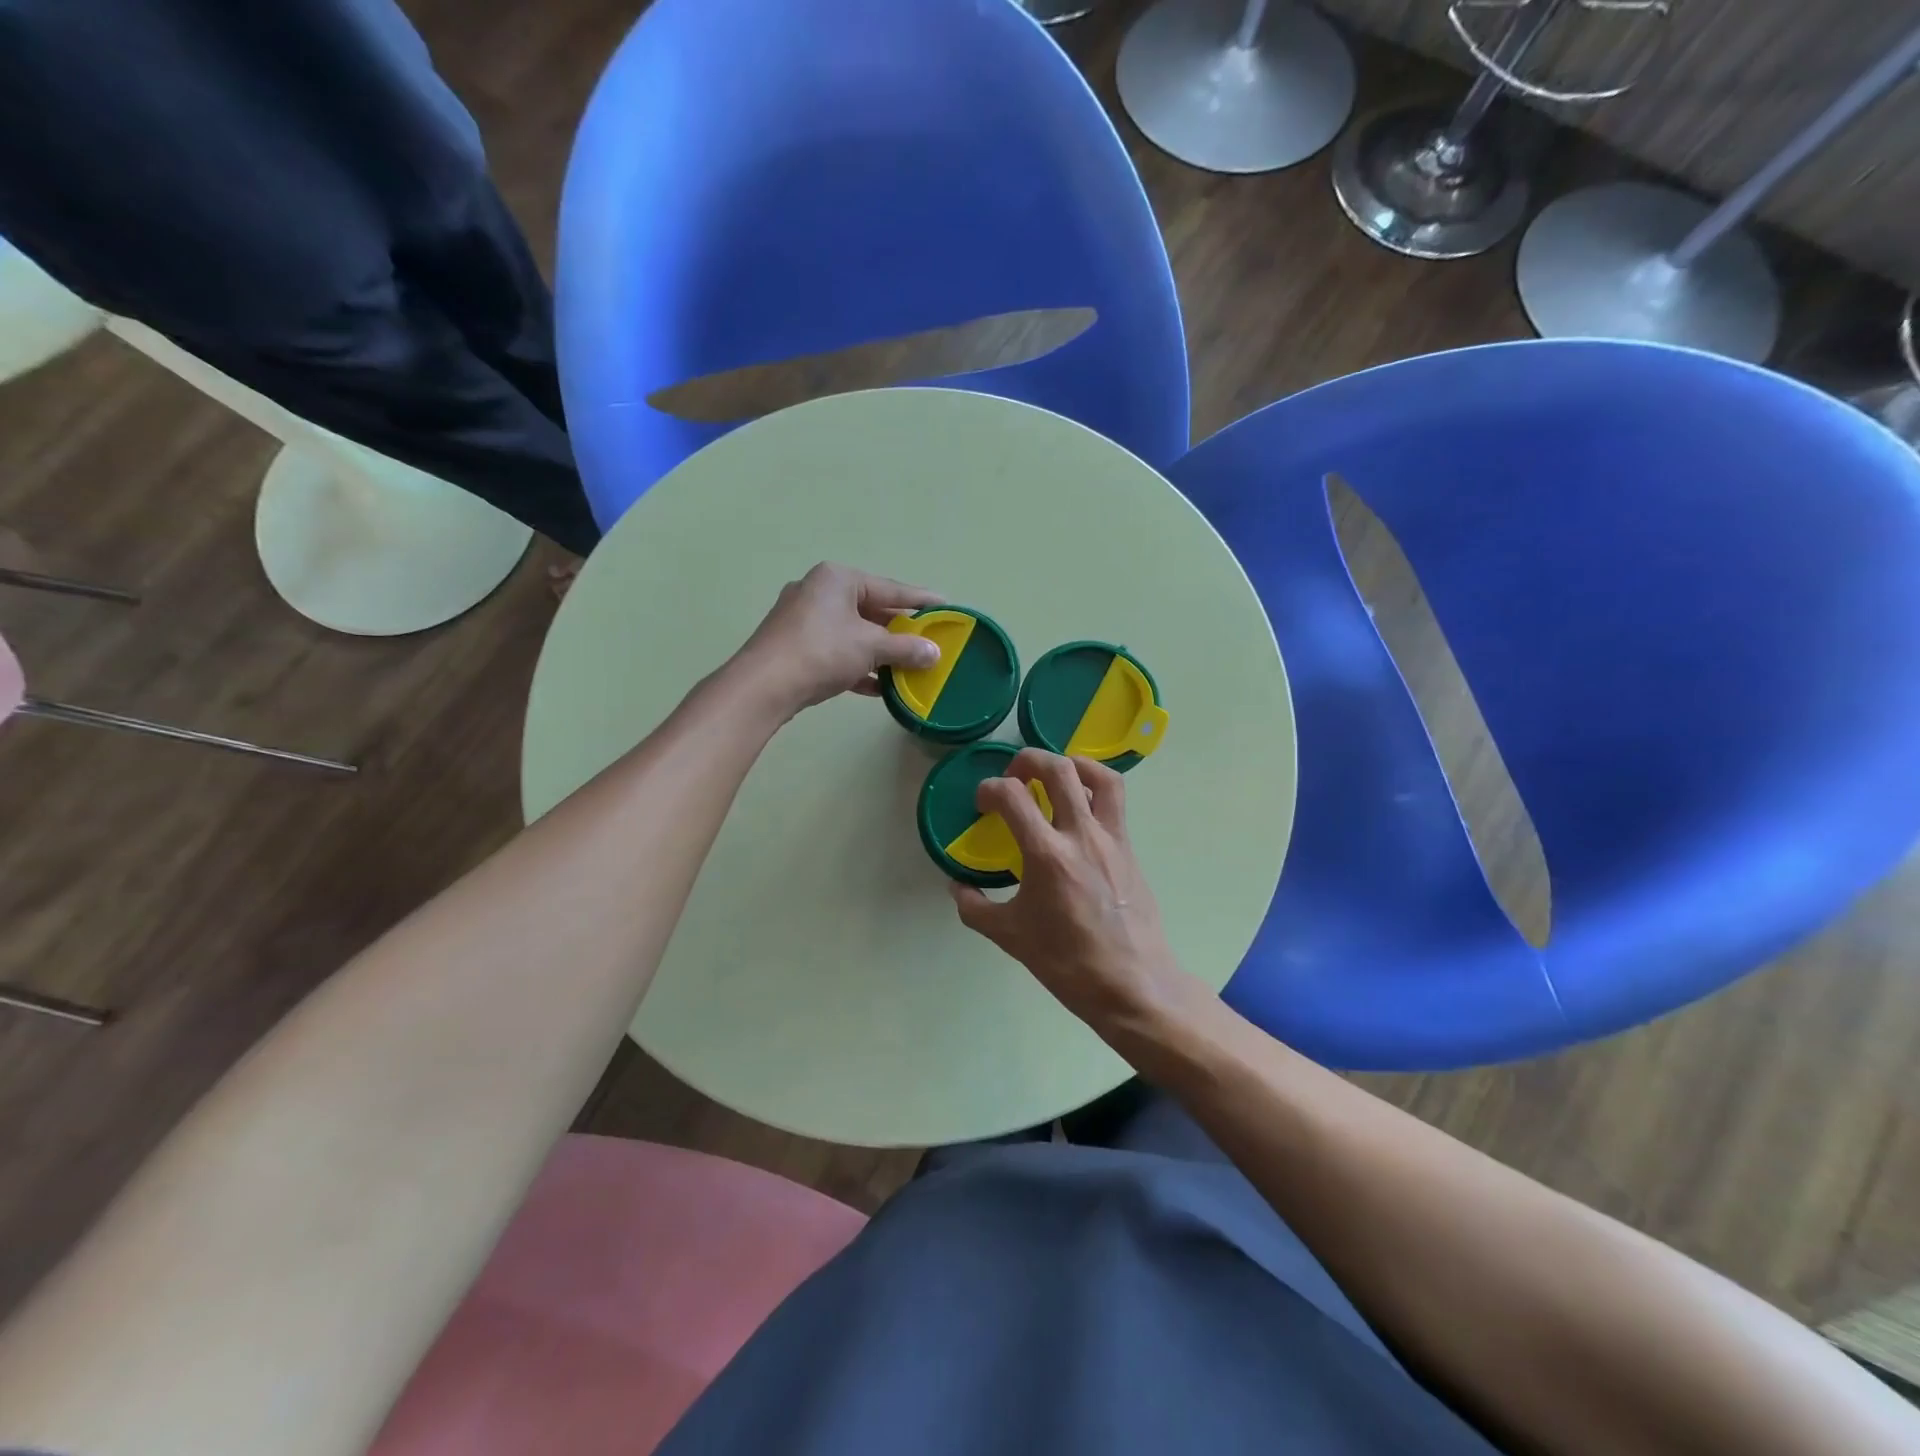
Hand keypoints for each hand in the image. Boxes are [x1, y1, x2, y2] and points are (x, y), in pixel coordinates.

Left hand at [737, 562, 942, 715]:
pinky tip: (880, 687)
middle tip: (928, 642)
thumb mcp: (871, 647)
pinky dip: (858, 666)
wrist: (764, 685)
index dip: (920, 600)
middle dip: (899, 631)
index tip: (945, 606)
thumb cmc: (822, 651)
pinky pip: (836, 652)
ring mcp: (803, 620)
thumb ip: (906, 648)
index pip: (890, 588)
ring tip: (909, 667)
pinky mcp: (795, 647)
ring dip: (880, 652)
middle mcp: (819, 591)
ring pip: (853, 634)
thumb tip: (934, 653)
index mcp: (838, 579)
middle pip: (871, 611)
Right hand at [950, 748, 1187, 1032]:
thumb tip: (958, 888)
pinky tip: (1079, 808)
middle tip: (1014, 776)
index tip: (982, 803)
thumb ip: (976, 908)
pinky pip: (1115, 802)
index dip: (989, 789)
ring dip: (1071, 763)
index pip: (1013, 796)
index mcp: (1047, 855)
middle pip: (1058, 769)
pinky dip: (1095, 789)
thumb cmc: (1067, 963)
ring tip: (1054, 775)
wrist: (1132, 984)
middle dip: (1028, 760)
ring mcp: (1111, 839)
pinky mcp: (1129, 848)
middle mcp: (1081, 835)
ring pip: (1099, 776)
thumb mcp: (1010, 937)